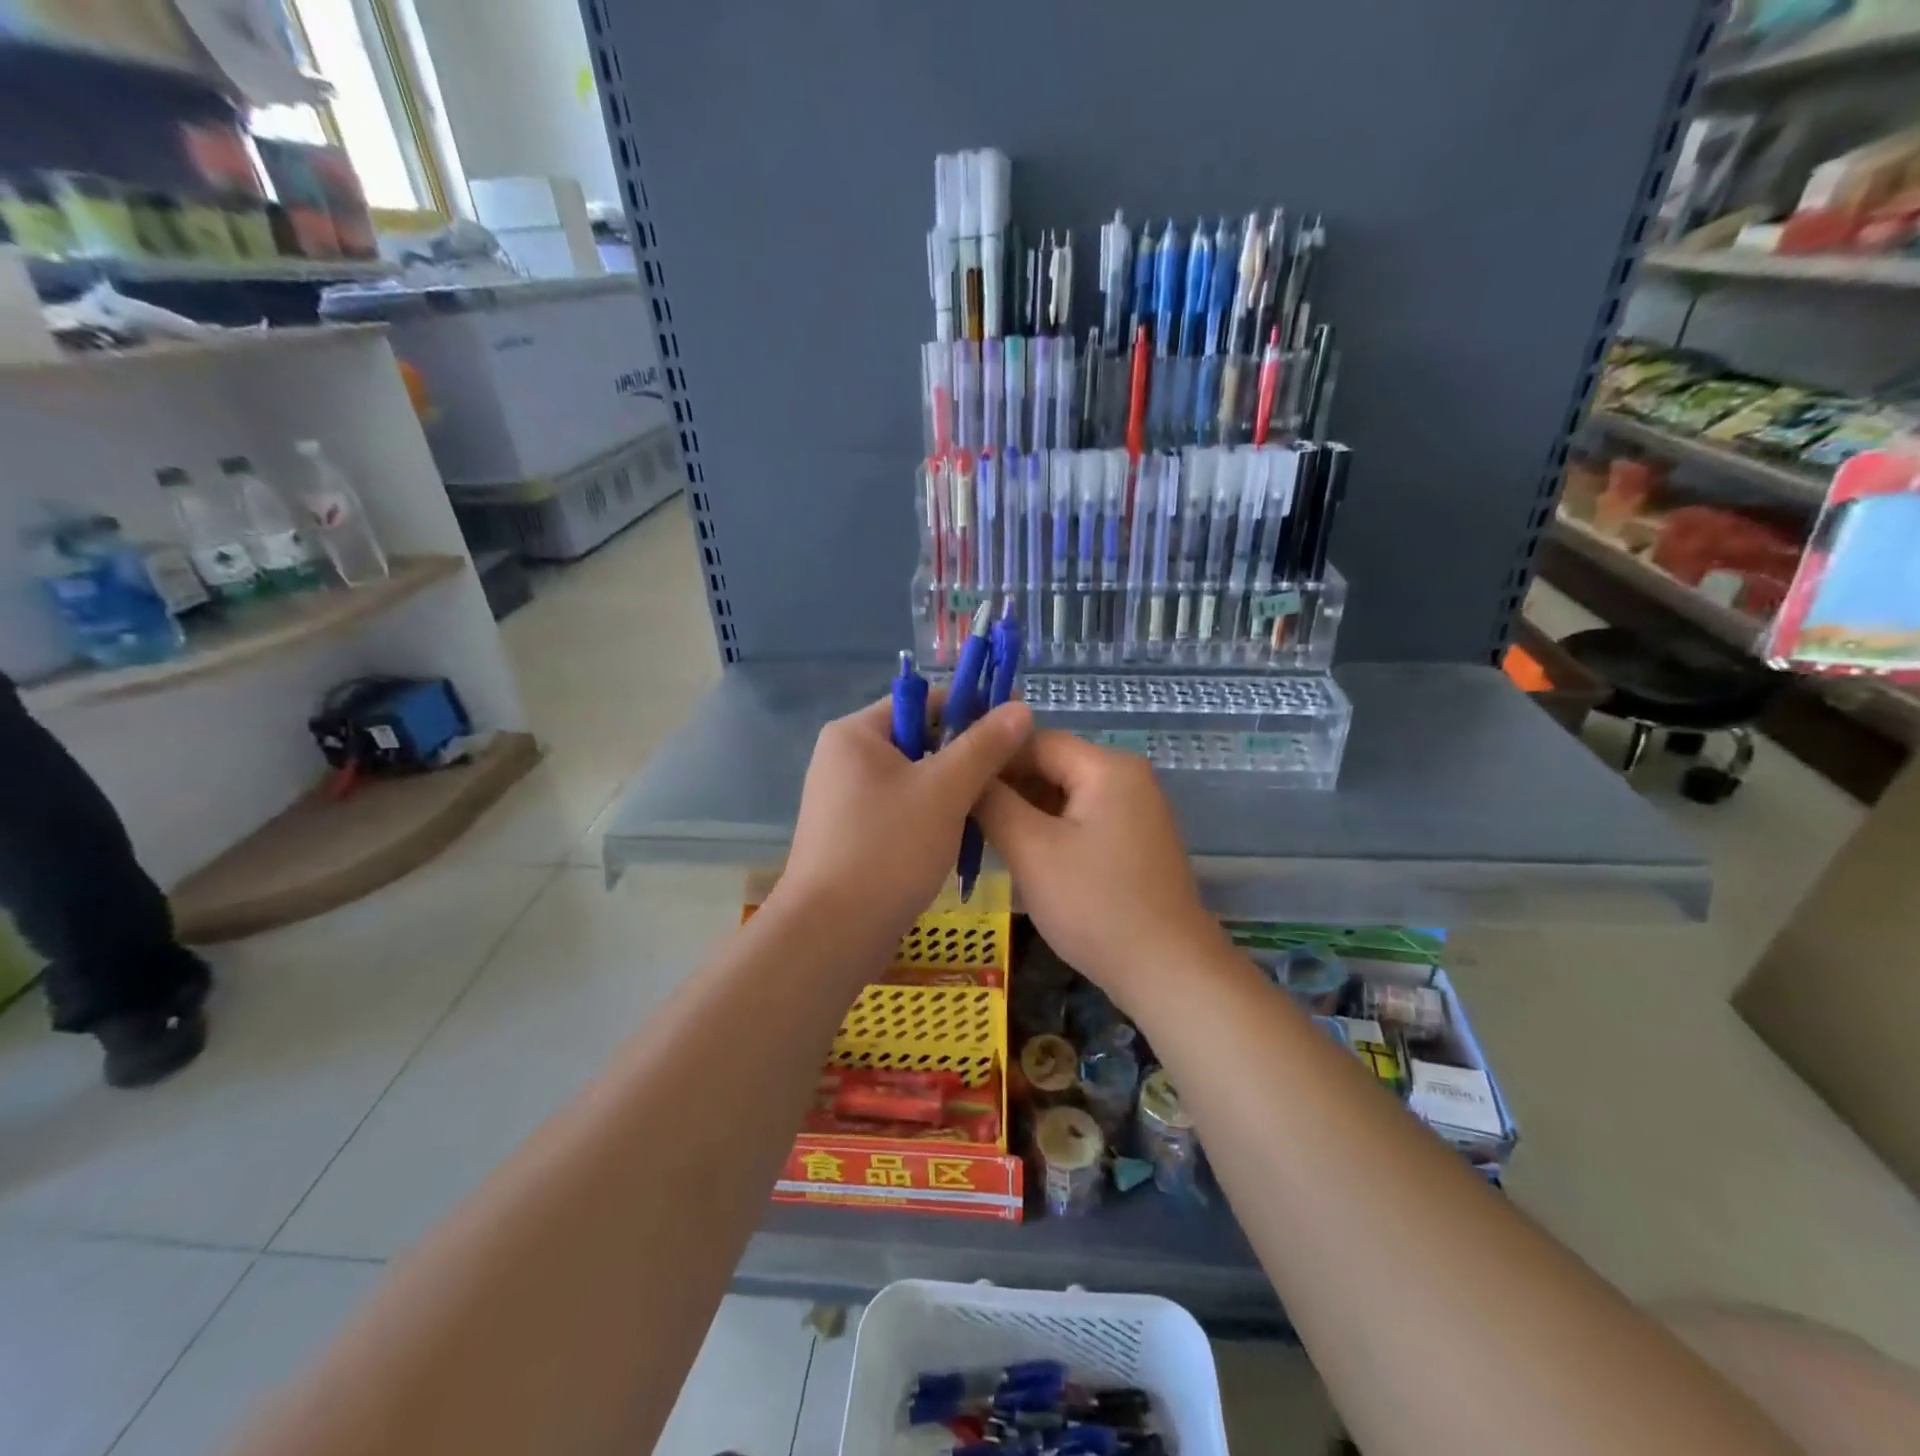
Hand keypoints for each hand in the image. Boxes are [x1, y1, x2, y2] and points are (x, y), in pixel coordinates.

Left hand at [774, 694, 1033, 947]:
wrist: (831, 935)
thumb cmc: (887, 850)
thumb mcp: (945, 791)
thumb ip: (984, 746)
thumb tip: (1020, 708)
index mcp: (856, 733)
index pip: (923, 701)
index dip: (972, 708)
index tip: (1016, 724)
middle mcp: (844, 758)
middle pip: (919, 739)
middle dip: (965, 755)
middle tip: (1010, 773)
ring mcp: (845, 799)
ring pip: (914, 779)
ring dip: (952, 790)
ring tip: (991, 808)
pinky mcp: (852, 835)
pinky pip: (902, 809)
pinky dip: (932, 817)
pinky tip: (960, 838)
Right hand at [976, 731, 1223, 1002]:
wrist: (1168, 971)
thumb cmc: (1095, 905)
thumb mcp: (1032, 851)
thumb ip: (994, 803)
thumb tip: (968, 774)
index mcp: (1107, 767)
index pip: (1034, 739)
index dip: (990, 755)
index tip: (951, 778)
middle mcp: (1126, 777)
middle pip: (1051, 764)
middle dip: (1005, 784)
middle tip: (959, 808)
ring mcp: (1134, 809)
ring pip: (1064, 793)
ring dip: (1023, 809)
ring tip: (979, 830)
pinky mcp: (1133, 840)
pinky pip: (1081, 818)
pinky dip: (1048, 828)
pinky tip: (1018, 850)